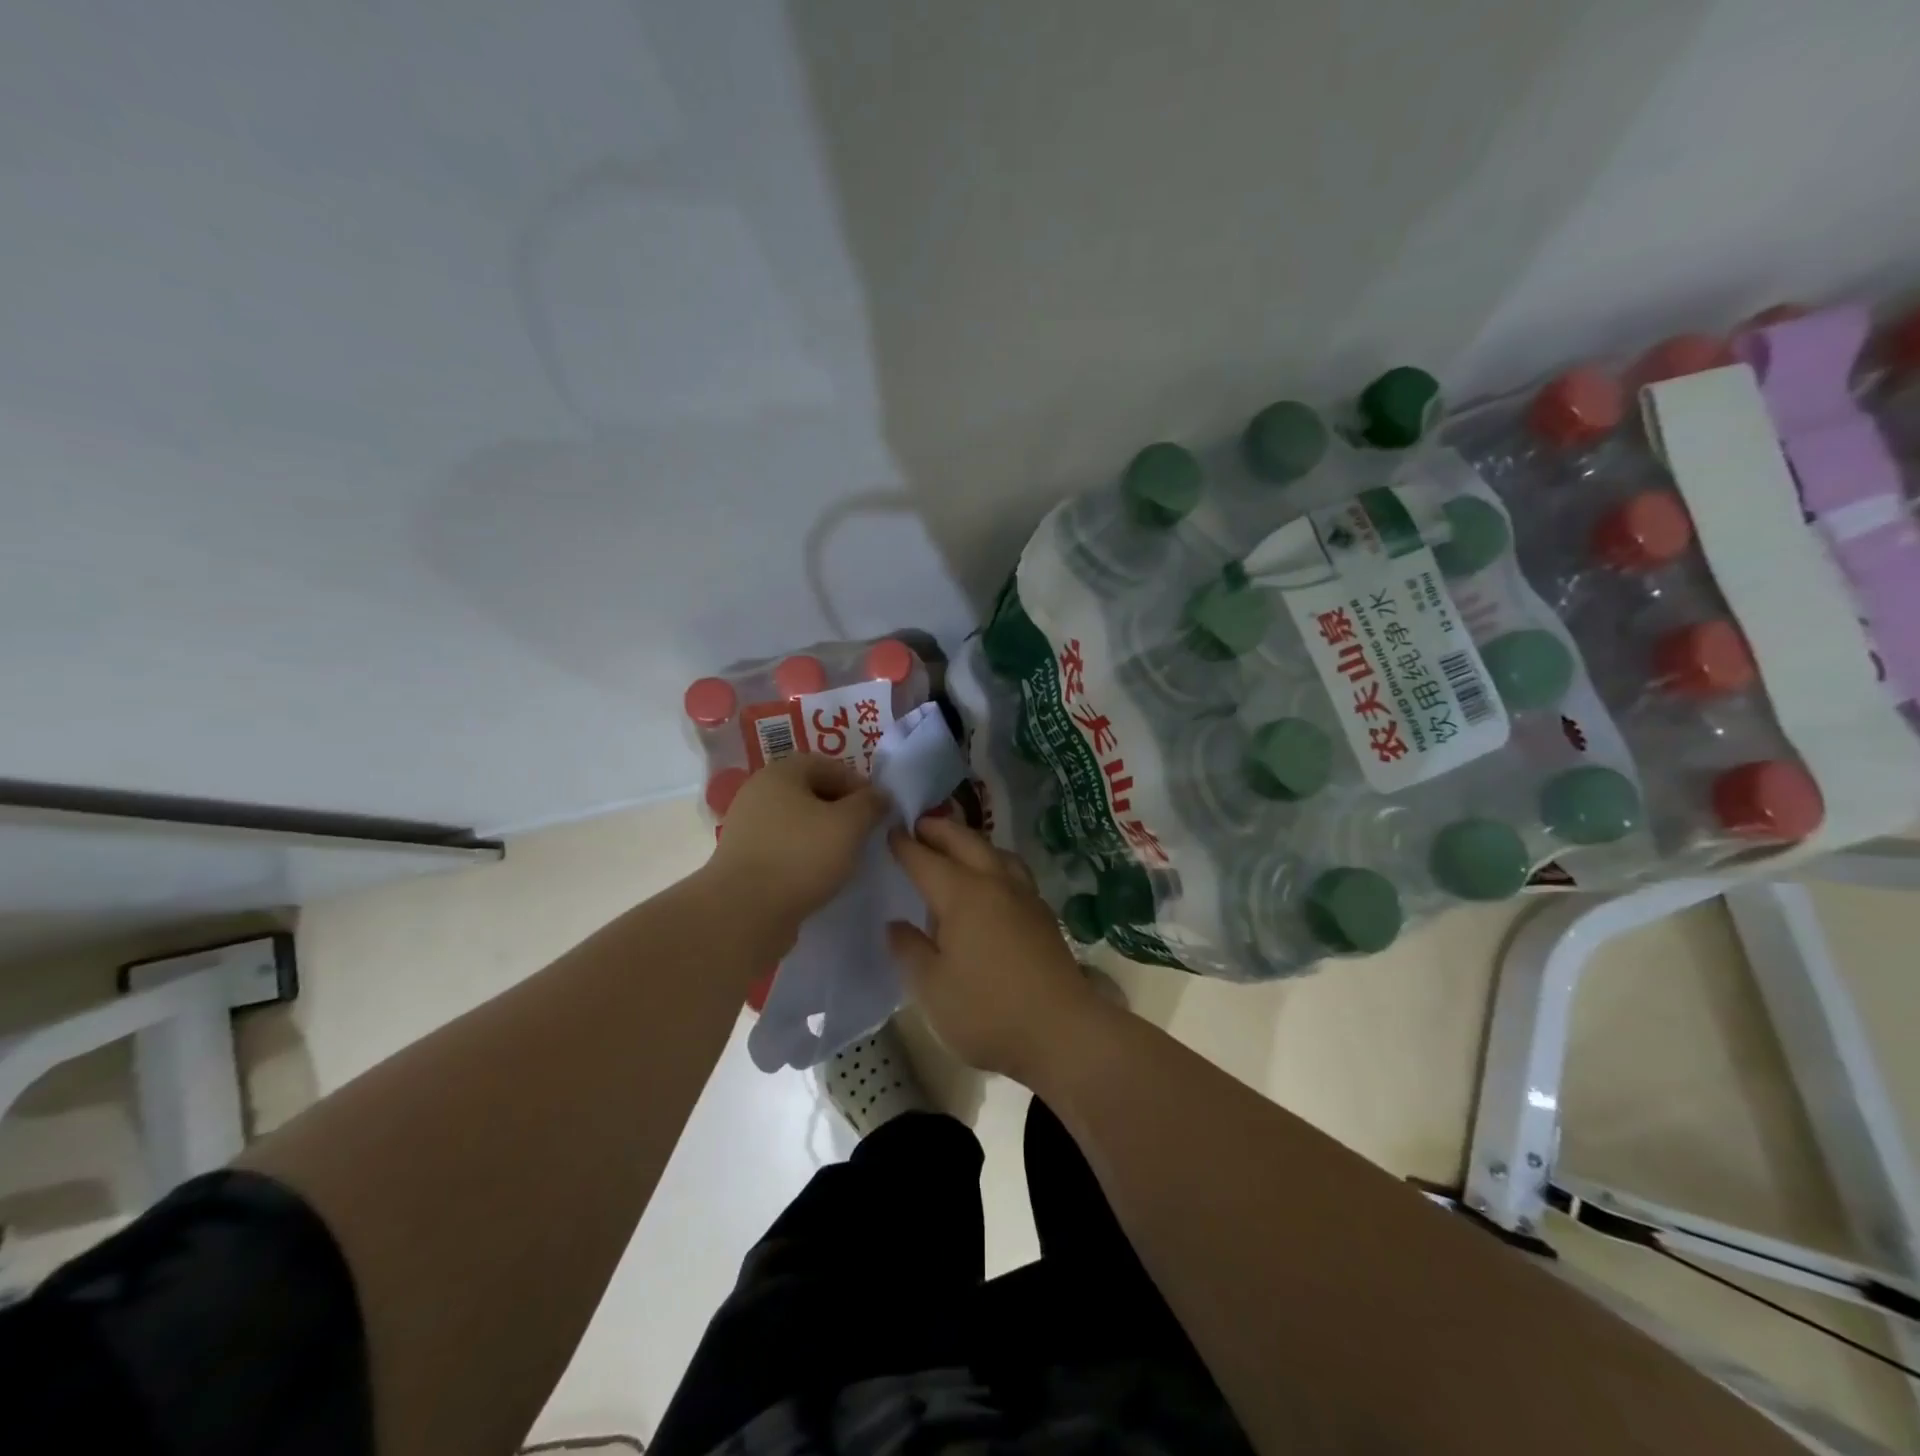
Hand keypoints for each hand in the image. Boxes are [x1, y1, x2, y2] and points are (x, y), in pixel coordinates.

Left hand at [706, 754, 887, 941]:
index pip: (827, 764)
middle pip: (810, 792)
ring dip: (824, 834)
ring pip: (797, 821)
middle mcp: (759, 793)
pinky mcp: (744, 859)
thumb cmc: (800, 856)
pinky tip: (820, 874)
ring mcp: (747, 827)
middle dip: (841, 809)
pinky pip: (784, 847)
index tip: (877, 809)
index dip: (857, 783)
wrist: (744, 912)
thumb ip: (870, 804)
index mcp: (780, 773)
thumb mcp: (849, 824)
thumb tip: (880, 796)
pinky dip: (805, 855)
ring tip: (846, 855)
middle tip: (864, 832)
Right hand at [887, 816, 1103, 1083]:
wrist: (1062, 1032)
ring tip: (956, 847)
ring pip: (995, 852)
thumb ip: (909, 950)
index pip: (926, 859)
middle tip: (919, 824)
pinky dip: (994, 862)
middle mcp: (995, 883)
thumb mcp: (931, 988)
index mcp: (962, 894)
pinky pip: (1013, 871)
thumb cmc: (987, 1012)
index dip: (904, 845)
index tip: (889, 830)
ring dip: (971, 841)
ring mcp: (1025, 896)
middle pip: (965, 842)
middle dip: (940, 829)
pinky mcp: (1043, 914)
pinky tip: (990, 883)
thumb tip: (895, 924)